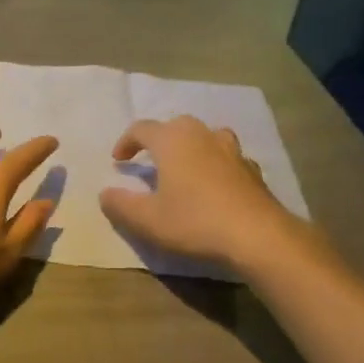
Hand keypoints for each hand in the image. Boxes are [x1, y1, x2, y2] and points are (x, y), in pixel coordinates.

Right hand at [98, 116, 304, 271]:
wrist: (258, 236)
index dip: (126, 142)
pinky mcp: (252, 169)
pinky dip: (216, 164)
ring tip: (184, 167)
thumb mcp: (147, 220)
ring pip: (206, 136)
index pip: (141, 129)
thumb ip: (121, 205)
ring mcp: (231, 150)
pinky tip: (215, 185)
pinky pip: (227, 157)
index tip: (118, 161)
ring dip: (191, 146)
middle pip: (175, 126)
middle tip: (150, 160)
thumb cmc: (195, 222)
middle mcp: (201, 136)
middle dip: (159, 139)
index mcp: (172, 141)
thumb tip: (105, 193)